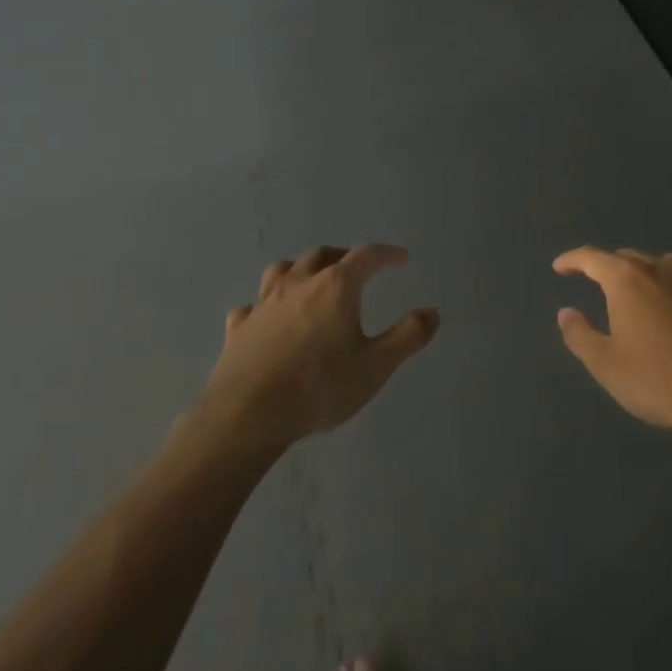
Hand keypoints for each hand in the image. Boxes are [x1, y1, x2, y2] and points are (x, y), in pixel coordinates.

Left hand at [203, 245, 437, 449]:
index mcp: (335, 287)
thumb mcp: (375, 366)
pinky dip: (265, 305)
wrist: (246, 416)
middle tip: (358, 267)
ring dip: (302, 269)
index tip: (401, 258)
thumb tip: (432, 311)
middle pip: (323, 255)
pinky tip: (267, 318)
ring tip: (312, 280)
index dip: (386, 254)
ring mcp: (264, 304)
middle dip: (344, 256)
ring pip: (283, 270)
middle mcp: (298, 284)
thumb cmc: (319, 388)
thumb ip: (407, 336)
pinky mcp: (238, 329)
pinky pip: (252, 306)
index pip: (366, 256)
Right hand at [555, 247, 671, 444]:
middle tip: (596, 283)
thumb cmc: (659, 381)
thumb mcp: (606, 365)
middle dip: (608, 267)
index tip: (559, 267)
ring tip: (639, 292)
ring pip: (663, 265)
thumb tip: (566, 312)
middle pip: (628, 258)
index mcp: (628, 280)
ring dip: (645, 273)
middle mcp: (662, 270)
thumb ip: (580, 335)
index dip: (572, 260)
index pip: (592, 258)